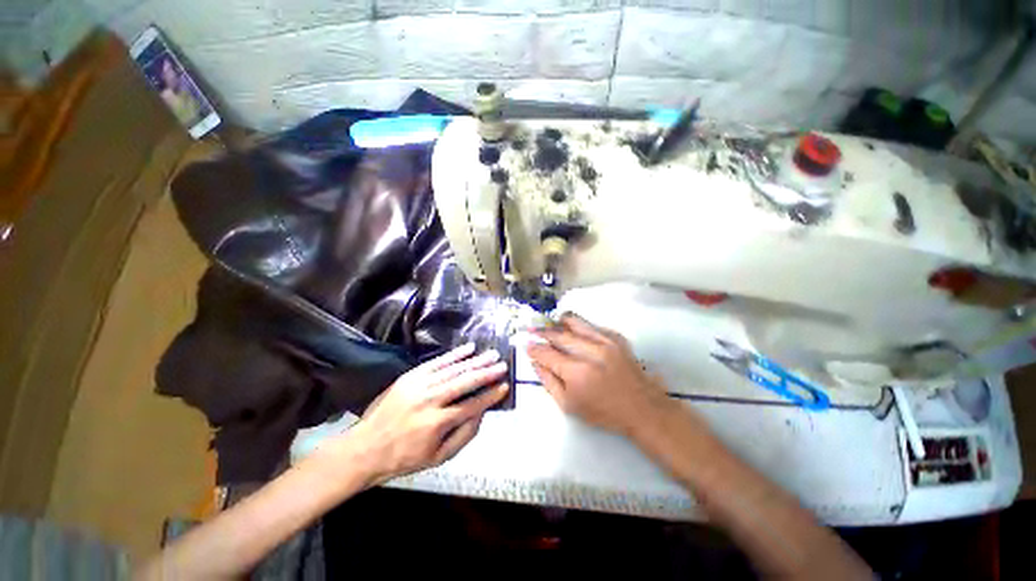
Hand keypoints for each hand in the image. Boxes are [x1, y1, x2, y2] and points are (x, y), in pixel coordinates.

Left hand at [347, 343, 508, 483]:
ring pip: (454, 369)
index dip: (490, 395)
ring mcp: (419, 385)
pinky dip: (454, 354)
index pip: (472, 405)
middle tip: (503, 364)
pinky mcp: (411, 375)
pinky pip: (437, 361)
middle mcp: (430, 400)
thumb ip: (465, 435)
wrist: (367, 447)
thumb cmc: (406, 457)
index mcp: (437, 423)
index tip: (505, 386)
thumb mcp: (439, 457)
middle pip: (465, 382)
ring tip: (491, 354)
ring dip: (475, 361)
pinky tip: (468, 349)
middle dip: (487, 372)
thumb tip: (482, 412)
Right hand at [527, 314, 670, 436]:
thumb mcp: (569, 406)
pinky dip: (578, 326)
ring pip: (575, 322)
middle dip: (541, 331)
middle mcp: (590, 352)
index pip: (547, 354)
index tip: (526, 345)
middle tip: (531, 329)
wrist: (642, 407)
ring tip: (550, 323)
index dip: (534, 348)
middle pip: (558, 334)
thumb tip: (535, 362)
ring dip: (558, 322)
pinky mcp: (616, 337)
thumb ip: (549, 382)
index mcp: (577, 373)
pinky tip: (573, 331)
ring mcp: (605, 341)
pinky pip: (591, 324)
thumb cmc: (603, 412)